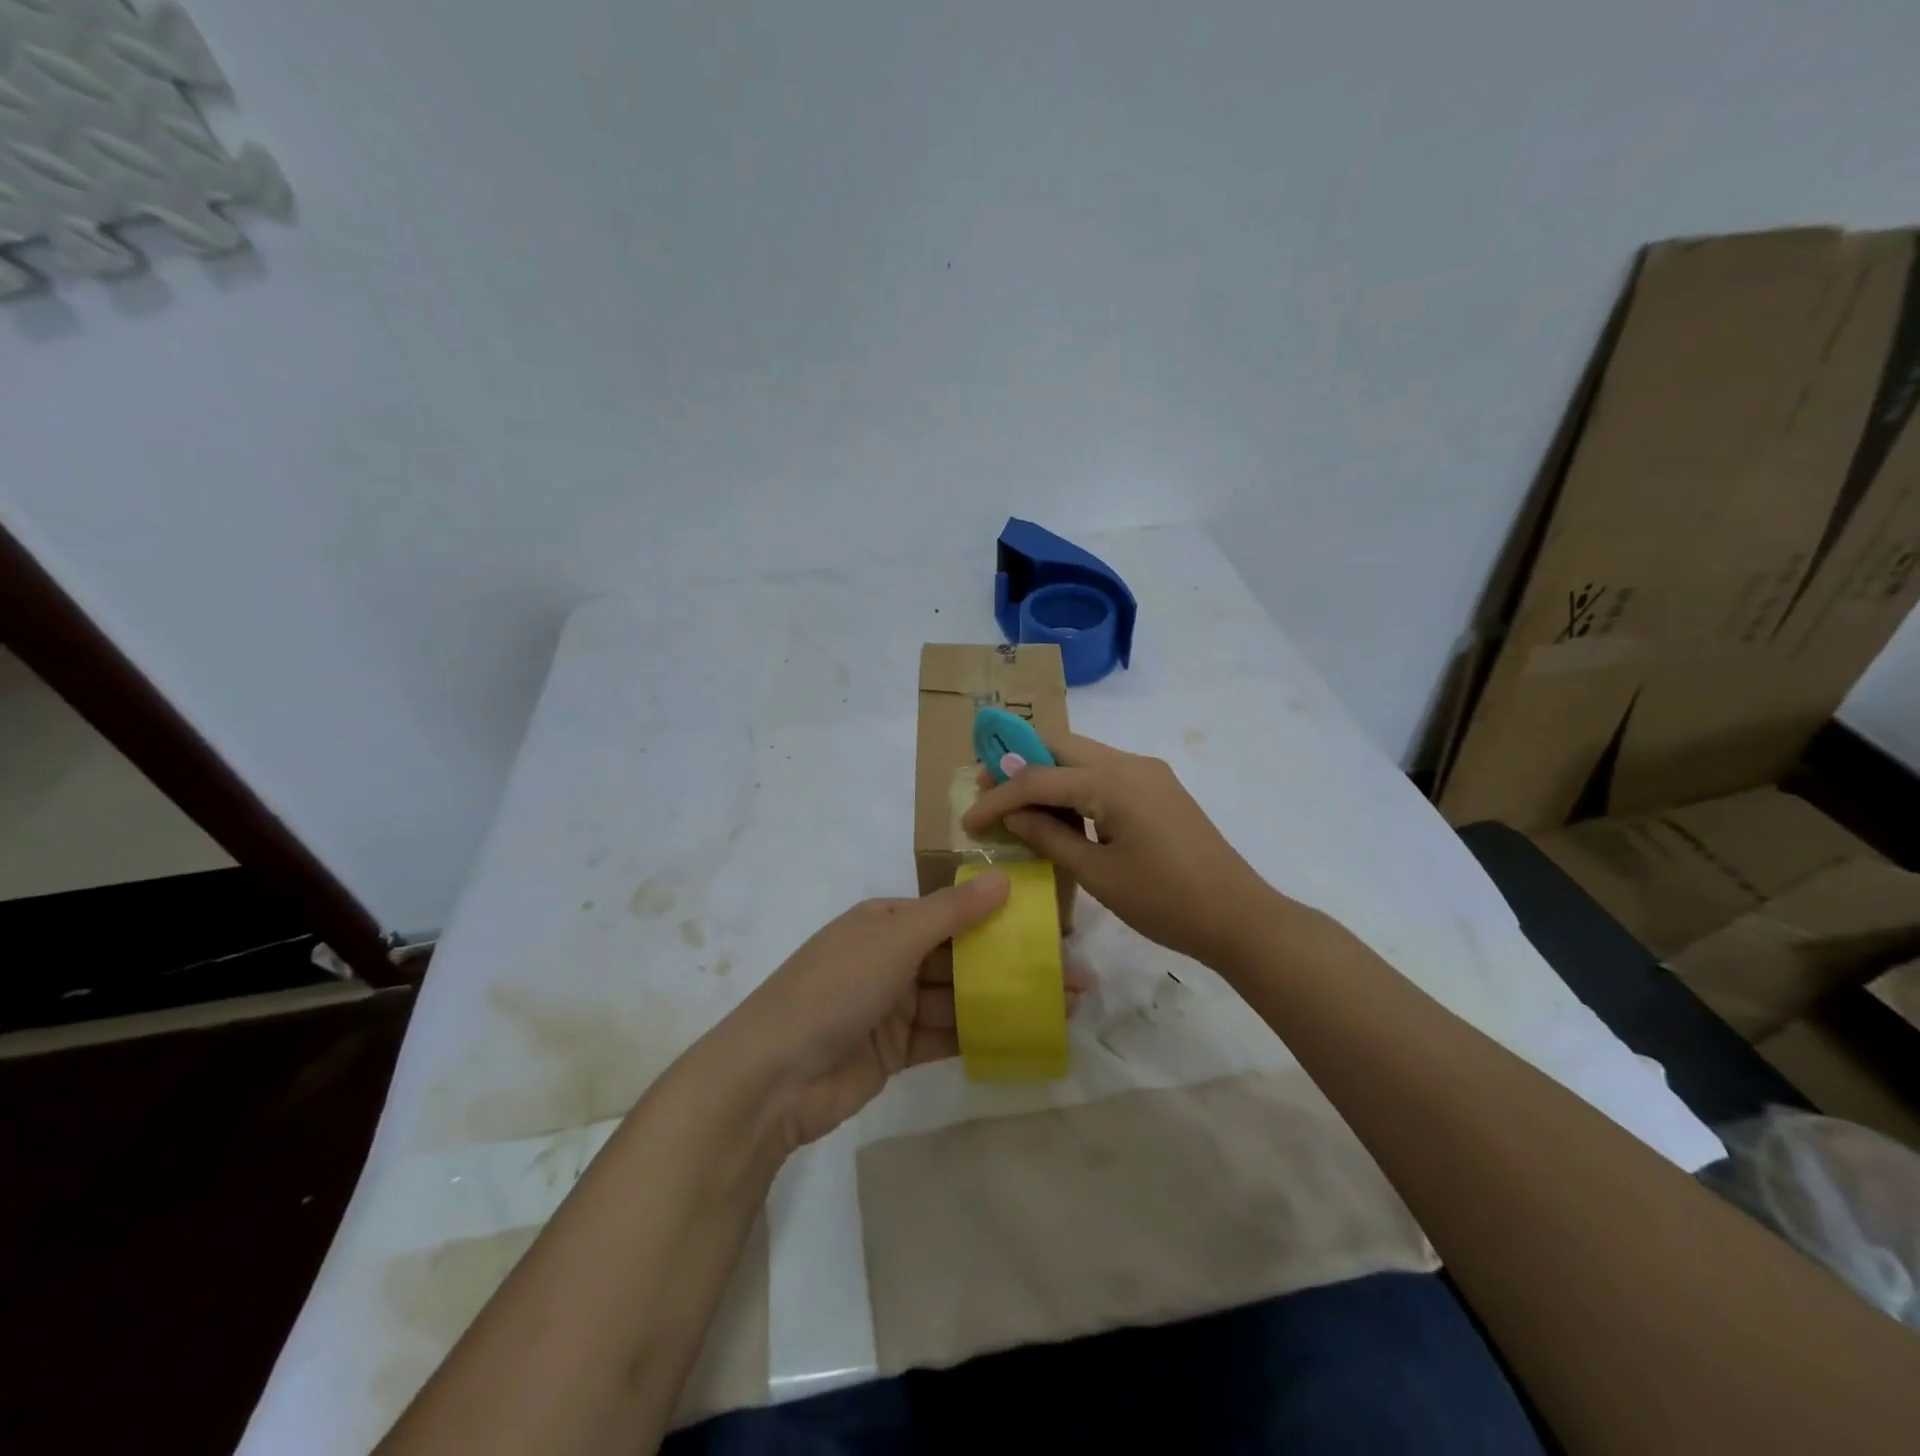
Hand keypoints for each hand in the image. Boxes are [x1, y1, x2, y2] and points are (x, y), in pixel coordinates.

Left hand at [718, 874, 1089, 1151]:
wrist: (773, 1077)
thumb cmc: (834, 989)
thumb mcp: (894, 939)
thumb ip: (952, 912)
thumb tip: (1004, 878)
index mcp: (887, 920)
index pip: (953, 911)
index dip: (1001, 916)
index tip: (1049, 926)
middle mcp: (892, 957)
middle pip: (963, 956)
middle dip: (1014, 963)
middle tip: (1072, 973)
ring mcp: (894, 1006)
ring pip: (961, 997)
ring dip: (1007, 1000)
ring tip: (1064, 1006)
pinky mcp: (897, 1050)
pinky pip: (948, 1035)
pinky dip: (983, 1034)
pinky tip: (1027, 1035)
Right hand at [963, 732, 1278, 966]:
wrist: (1239, 917)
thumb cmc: (1165, 901)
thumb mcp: (1097, 874)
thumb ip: (1048, 837)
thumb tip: (1011, 815)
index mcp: (1113, 781)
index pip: (1037, 777)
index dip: (998, 798)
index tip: (967, 822)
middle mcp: (1129, 763)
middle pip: (1059, 746)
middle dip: (1017, 765)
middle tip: (986, 792)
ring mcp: (1148, 773)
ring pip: (1082, 757)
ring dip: (1045, 774)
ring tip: (1014, 804)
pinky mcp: (1158, 789)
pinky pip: (1104, 774)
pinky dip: (1074, 787)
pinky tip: (1058, 813)